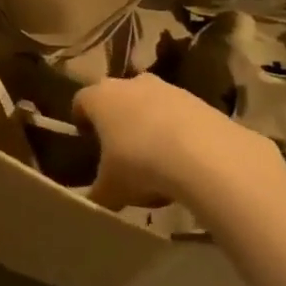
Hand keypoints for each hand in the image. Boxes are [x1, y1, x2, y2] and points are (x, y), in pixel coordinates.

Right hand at [74, 73, 272, 209]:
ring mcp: (165, 87)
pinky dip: (176, 131)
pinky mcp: (196, 99)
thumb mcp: (111, 189)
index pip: (81, 101)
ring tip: (156, 159)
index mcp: (100, 98)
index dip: (82, 120)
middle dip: (117, 119)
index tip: (87, 139)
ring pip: (149, 103)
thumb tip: (92, 201)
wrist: (203, 154)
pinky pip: (177, 114)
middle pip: (116, 97)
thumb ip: (97, 193)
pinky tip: (183, 160)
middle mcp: (129, 83)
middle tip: (120, 149)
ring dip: (149, 123)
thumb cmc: (140, 164)